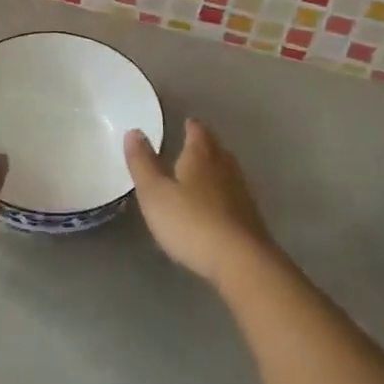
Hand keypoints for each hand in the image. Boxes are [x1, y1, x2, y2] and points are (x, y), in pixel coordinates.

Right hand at [124, 118, 277, 285]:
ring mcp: (241, 193)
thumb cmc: (191, 222)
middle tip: (192, 144)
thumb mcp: (155, 193)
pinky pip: (233, 195)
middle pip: (215, 149)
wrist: (241, 261)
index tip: (185, 122)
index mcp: (201, 156)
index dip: (190, 126)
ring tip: (202, 172)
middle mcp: (225, 167)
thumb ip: (143, 163)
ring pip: (227, 171)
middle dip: (204, 145)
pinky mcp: (250, 218)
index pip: (197, 131)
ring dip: (215, 169)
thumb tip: (133, 131)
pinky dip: (223, 194)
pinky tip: (216, 205)